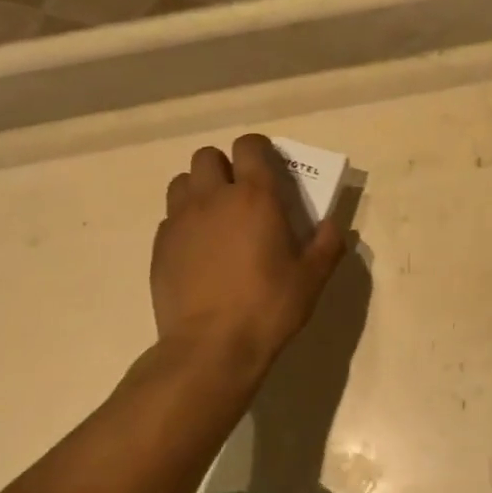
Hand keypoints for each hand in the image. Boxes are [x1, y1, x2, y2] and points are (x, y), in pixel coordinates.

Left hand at [153, 134, 345, 374]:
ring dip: (200, 189)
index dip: (259, 150)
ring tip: (216, 217)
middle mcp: (213, 198)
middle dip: (224, 166)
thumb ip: (327, 244)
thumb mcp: (312, 278)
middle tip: (241, 195)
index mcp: (254, 196)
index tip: (269, 168)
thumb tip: (331, 225)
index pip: (249, 146)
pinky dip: (185, 222)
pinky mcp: (160, 245)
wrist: (211, 346)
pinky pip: (170, 217)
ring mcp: (180, 220)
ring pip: (183, 181)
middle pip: (208, 156)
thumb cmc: (268, 307)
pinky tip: (199, 250)